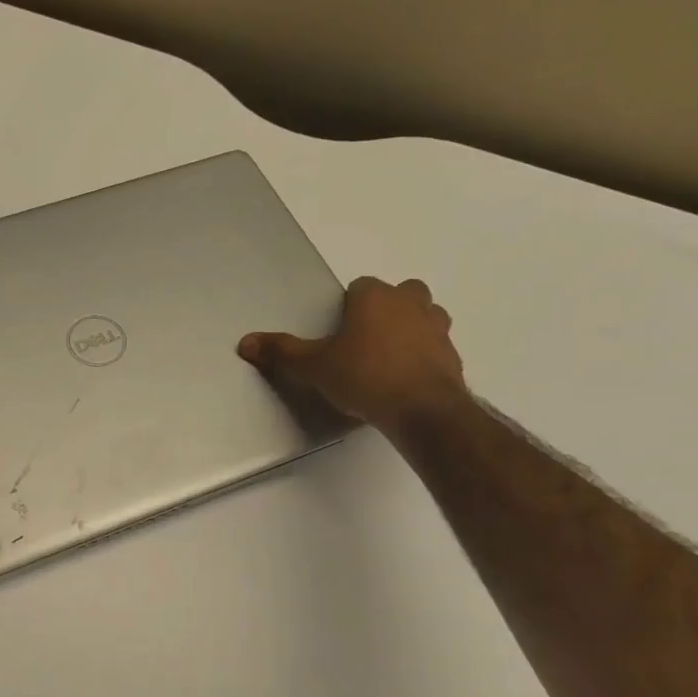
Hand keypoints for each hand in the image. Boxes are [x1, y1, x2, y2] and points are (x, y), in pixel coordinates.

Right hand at [238, 276, 467, 433]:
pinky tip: (406, 380)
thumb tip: (245, 342)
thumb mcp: (313, 366)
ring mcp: (437, 329)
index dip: (349, 306)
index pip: (361, 286)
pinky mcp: (453, 357)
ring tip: (389, 356)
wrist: (422, 410)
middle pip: (402, 293)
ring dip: (412, 328)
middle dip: (387, 308)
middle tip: (366, 338)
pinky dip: (424, 357)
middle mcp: (410, 304)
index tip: (339, 331)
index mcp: (375, 297)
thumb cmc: (364, 376)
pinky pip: (436, 348)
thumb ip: (281, 352)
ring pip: (427, 316)